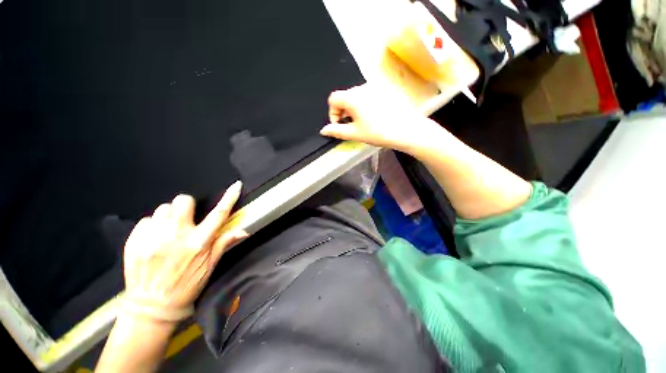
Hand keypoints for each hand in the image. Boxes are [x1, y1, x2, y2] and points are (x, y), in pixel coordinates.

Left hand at [122, 181, 246, 321]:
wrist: (150, 307)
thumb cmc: (186, 286)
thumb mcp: (209, 267)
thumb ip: (223, 244)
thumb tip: (244, 230)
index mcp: (198, 243)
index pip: (219, 214)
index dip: (229, 197)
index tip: (236, 185)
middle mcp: (175, 236)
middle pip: (183, 201)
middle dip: (186, 206)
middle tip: (185, 219)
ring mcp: (152, 238)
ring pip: (162, 209)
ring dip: (169, 217)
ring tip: (168, 232)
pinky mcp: (134, 241)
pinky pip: (145, 221)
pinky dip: (152, 227)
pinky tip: (154, 240)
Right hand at [320, 85, 435, 150]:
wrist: (406, 129)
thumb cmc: (378, 132)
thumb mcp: (354, 133)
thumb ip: (336, 130)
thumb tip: (323, 130)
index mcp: (352, 97)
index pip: (333, 98)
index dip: (332, 113)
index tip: (339, 125)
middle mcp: (362, 87)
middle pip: (344, 96)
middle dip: (343, 111)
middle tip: (351, 126)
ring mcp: (375, 87)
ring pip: (356, 96)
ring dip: (353, 109)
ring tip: (362, 123)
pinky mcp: (384, 90)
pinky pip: (367, 95)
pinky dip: (364, 105)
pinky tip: (373, 117)